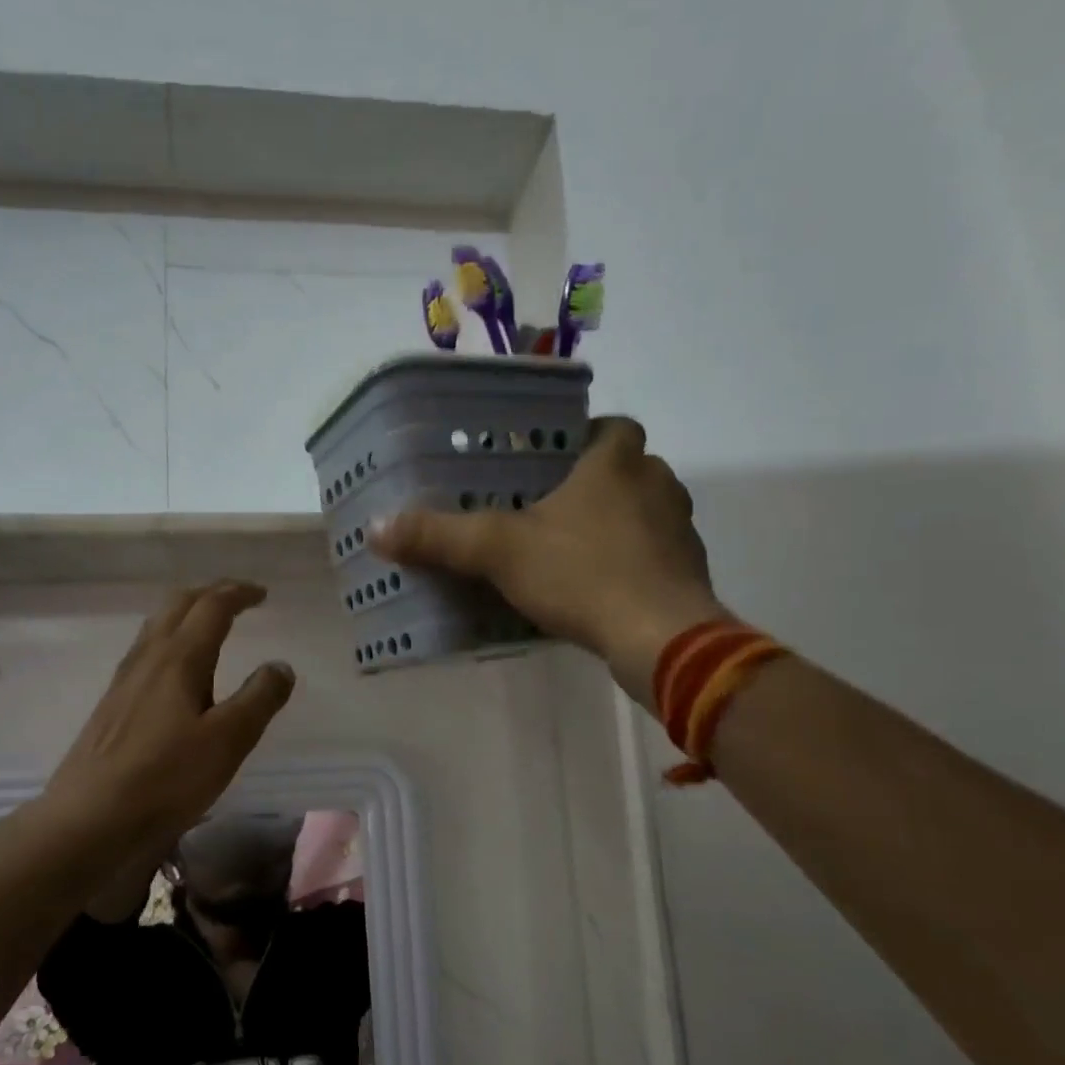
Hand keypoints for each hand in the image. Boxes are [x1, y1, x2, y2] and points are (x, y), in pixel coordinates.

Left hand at [40, 581, 294, 851]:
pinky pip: (145, 652)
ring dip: (186, 614)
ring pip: (156, 627)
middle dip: (210, 594)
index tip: (262, 594)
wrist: (89, 820)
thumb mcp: (228, 741)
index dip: (238, 594)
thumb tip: (281, 666)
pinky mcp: (112, 706)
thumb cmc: (166, 779)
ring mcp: (124, 681)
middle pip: (178, 605)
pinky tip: (175, 670)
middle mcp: (148, 659)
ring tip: (209, 625)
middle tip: (237, 600)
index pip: (212, 607)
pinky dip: (169, 640)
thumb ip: (259, 699)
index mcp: (179, 659)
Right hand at [370, 417, 724, 706]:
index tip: (552, 461)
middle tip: (549, 508)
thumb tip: (375, 528)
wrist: (662, 638)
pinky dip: (631, 563)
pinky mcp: (689, 573)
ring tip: (569, 550)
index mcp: (617, 461)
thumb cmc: (583, 574)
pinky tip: (598, 589)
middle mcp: (657, 484)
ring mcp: (680, 530)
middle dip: (594, 483)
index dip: (584, 436)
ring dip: (615, 523)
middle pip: (628, 469)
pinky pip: (654, 554)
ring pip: (644, 512)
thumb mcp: (499, 552)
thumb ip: (440, 537)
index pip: (611, 425)